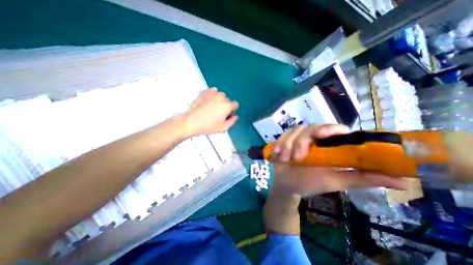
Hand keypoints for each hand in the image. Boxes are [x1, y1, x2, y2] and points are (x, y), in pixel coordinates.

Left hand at [182, 88, 239, 135]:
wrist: (191, 121)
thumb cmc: (208, 126)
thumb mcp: (223, 128)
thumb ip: (232, 121)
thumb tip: (235, 117)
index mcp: (227, 106)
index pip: (235, 105)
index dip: (232, 110)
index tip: (227, 115)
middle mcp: (222, 97)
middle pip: (228, 100)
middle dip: (225, 106)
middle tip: (218, 113)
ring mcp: (213, 93)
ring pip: (220, 95)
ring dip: (219, 100)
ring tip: (212, 107)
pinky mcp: (205, 92)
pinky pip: (212, 91)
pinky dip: (212, 95)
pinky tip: (208, 101)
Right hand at [271, 124, 408, 196]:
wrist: (287, 185)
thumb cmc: (310, 183)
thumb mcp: (335, 181)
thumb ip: (362, 178)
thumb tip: (404, 180)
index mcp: (328, 146)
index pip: (334, 129)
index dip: (329, 129)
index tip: (322, 135)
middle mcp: (313, 138)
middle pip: (309, 128)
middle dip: (301, 141)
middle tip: (298, 157)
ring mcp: (297, 138)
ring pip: (293, 131)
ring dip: (287, 145)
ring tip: (285, 159)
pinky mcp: (284, 140)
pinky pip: (281, 136)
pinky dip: (278, 145)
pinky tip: (277, 155)